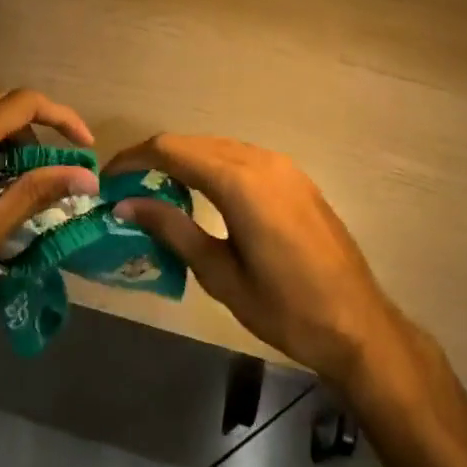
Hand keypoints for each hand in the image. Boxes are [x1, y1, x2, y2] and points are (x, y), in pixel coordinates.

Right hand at [111, 136, 409, 390]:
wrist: (358, 323)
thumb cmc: (285, 309)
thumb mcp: (220, 274)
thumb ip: (173, 229)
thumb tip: (127, 203)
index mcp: (239, 182)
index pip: (172, 149)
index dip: (134, 158)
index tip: (108, 177)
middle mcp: (261, 160)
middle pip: (194, 142)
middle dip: (156, 157)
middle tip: (128, 187)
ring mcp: (283, 165)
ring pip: (219, 147)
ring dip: (186, 160)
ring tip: (158, 189)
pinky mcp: (295, 177)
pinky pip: (243, 157)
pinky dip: (214, 166)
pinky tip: (203, 193)